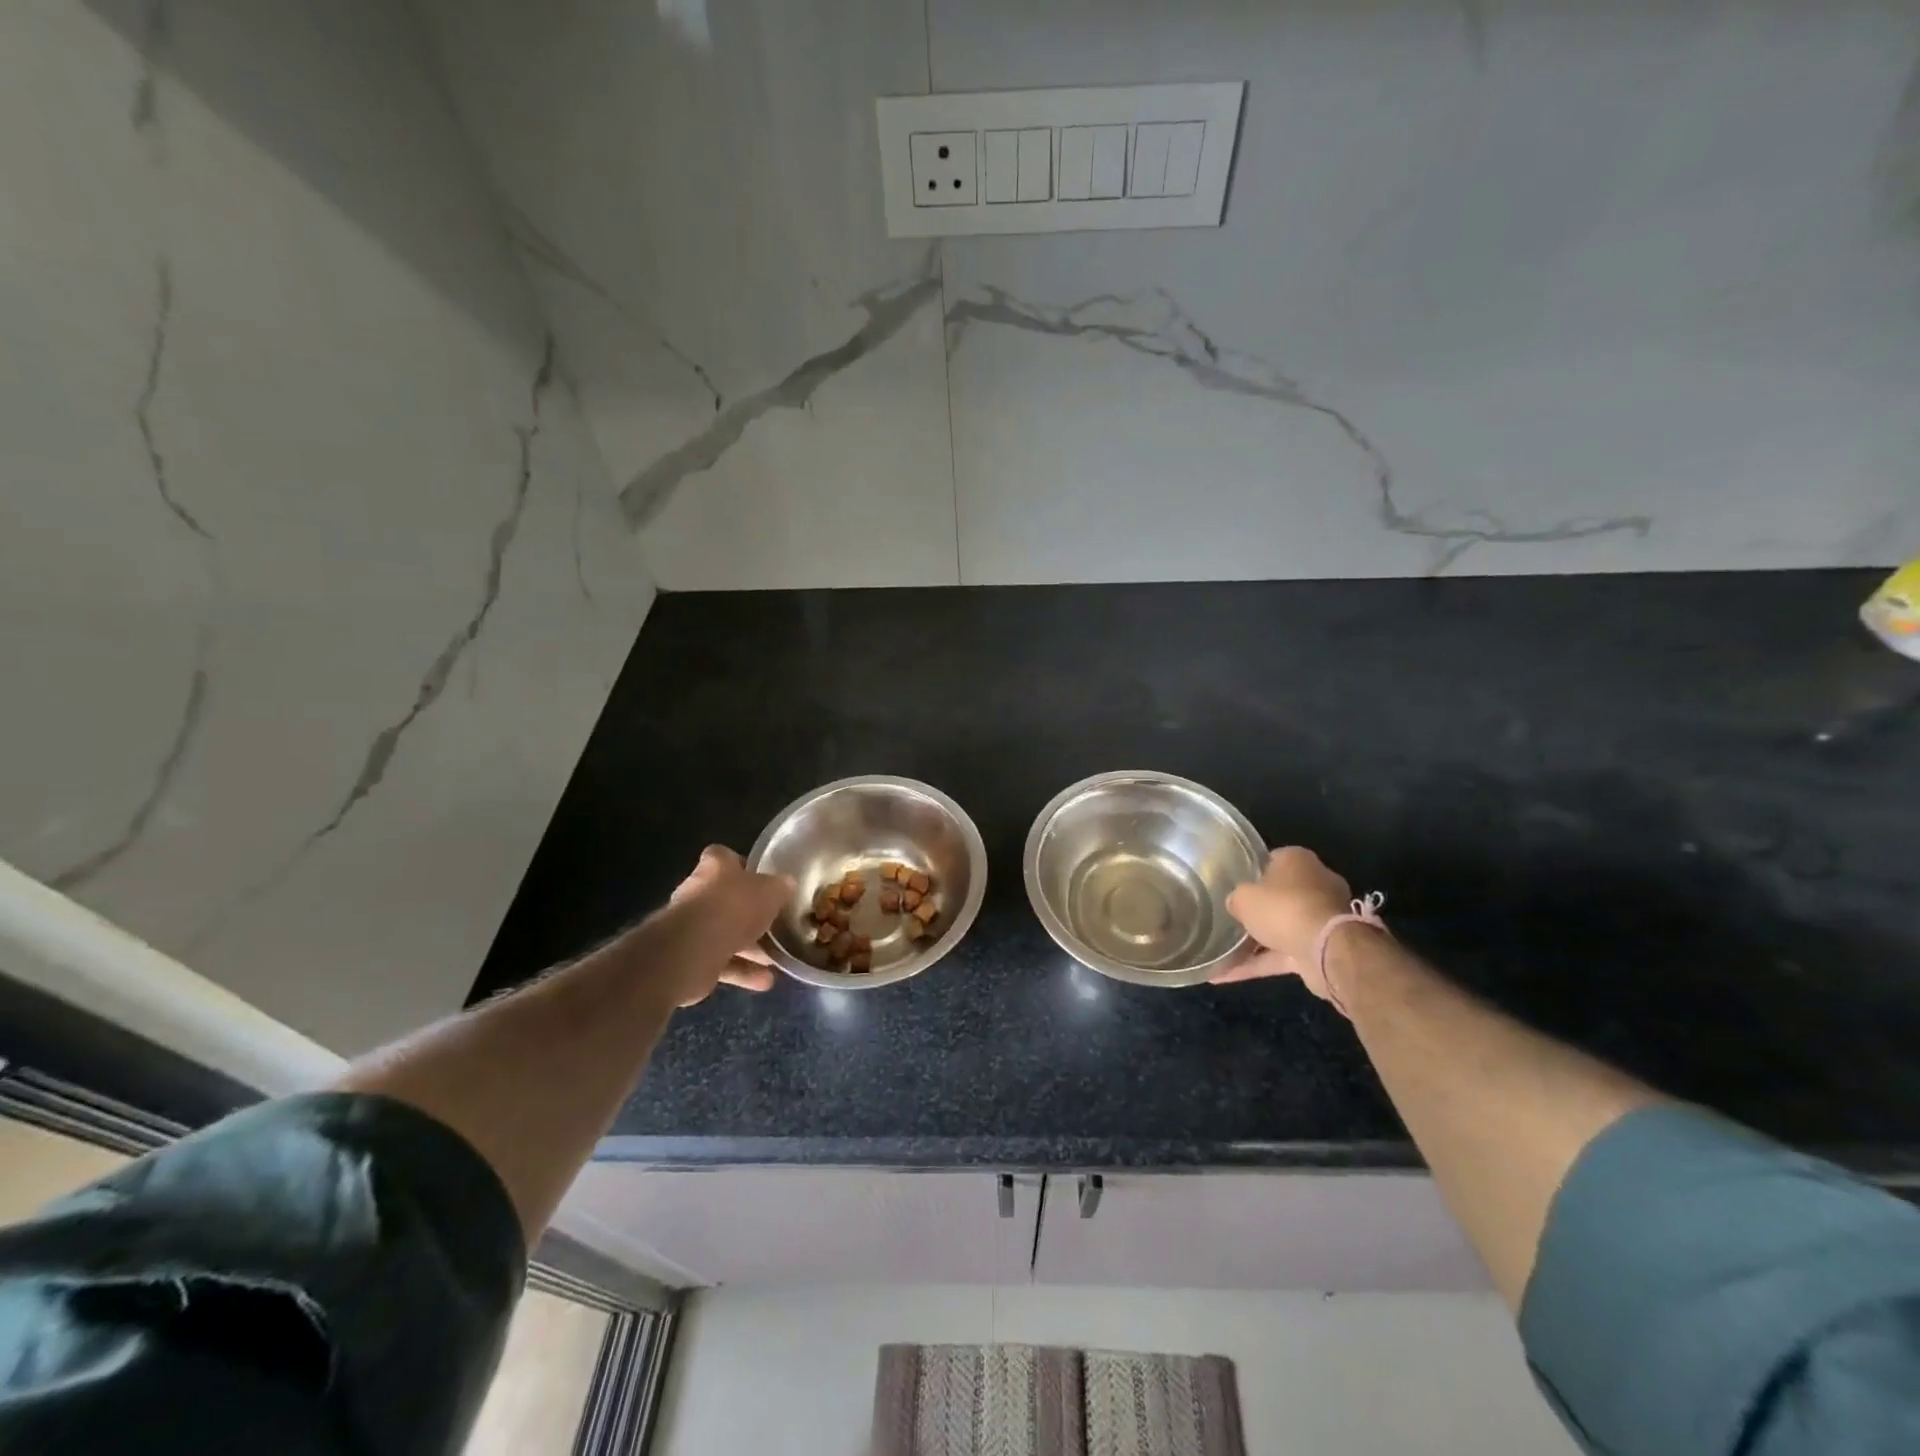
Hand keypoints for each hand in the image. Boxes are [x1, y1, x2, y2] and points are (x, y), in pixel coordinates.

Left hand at [657, 846, 792, 1005]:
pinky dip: (743, 971)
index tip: (763, 879)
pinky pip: (722, 962)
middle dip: (750, 914)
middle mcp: (699, 893)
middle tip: (775, 924)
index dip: (743, 866)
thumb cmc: (734, 907)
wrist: (694, 949)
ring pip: (726, 934)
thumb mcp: (770, 891)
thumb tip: (787, 885)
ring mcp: (692, 927)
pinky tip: (766, 981)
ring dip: (750, 948)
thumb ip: (779, 887)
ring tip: (776, 959)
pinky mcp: (692, 957)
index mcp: (715, 868)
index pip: (726, 858)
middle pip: (727, 899)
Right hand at [1213, 846, 1358, 997]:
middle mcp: (1314, 884)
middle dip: (1257, 909)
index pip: (1271, 860)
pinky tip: (1225, 975)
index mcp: (1297, 860)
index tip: (1233, 885)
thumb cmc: (1282, 907)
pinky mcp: (1320, 948)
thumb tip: (1236, 905)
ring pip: (1281, 927)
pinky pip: (1282, 954)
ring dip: (1255, 942)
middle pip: (1279, 895)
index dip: (1251, 872)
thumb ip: (1237, 899)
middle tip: (1229, 917)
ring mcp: (1320, 918)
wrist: (1326, 949)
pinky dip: (1257, 964)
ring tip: (1221, 953)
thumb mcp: (1243, 897)